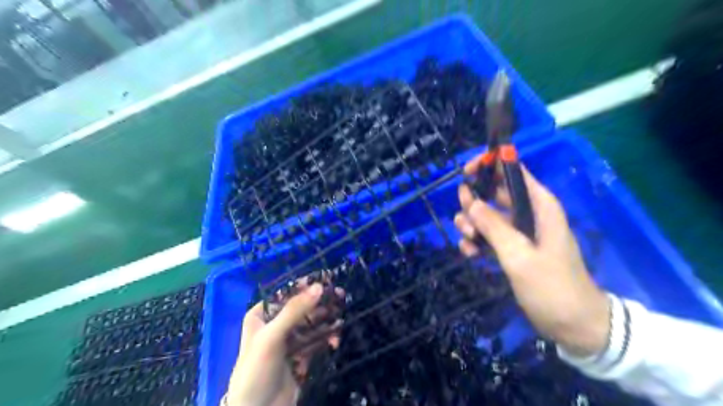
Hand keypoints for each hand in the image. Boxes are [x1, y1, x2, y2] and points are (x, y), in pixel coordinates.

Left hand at [226, 281, 342, 405]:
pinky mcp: (299, 355)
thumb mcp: (272, 337)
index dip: (306, 285)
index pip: (286, 293)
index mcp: (261, 315)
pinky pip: (315, 340)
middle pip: (302, 308)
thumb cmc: (257, 369)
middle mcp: (274, 325)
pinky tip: (335, 341)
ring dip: (326, 322)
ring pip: (311, 323)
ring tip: (341, 320)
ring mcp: (288, 341)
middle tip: (341, 296)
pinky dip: (325, 338)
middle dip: (321, 304)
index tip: (326, 279)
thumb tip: (319, 287)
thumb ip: (295, 310)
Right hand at [457, 156, 608, 354]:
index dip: (490, 164)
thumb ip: (493, 226)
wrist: (573, 324)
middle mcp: (528, 213)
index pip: (513, 171)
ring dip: (471, 223)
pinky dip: (476, 241)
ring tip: (468, 239)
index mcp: (539, 205)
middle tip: (463, 218)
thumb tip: (470, 201)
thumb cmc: (552, 286)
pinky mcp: (511, 248)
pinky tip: (470, 253)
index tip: (465, 172)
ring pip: (486, 214)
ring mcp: (518, 231)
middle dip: (474, 201)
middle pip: (494, 192)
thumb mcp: (519, 255)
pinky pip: (487, 235)